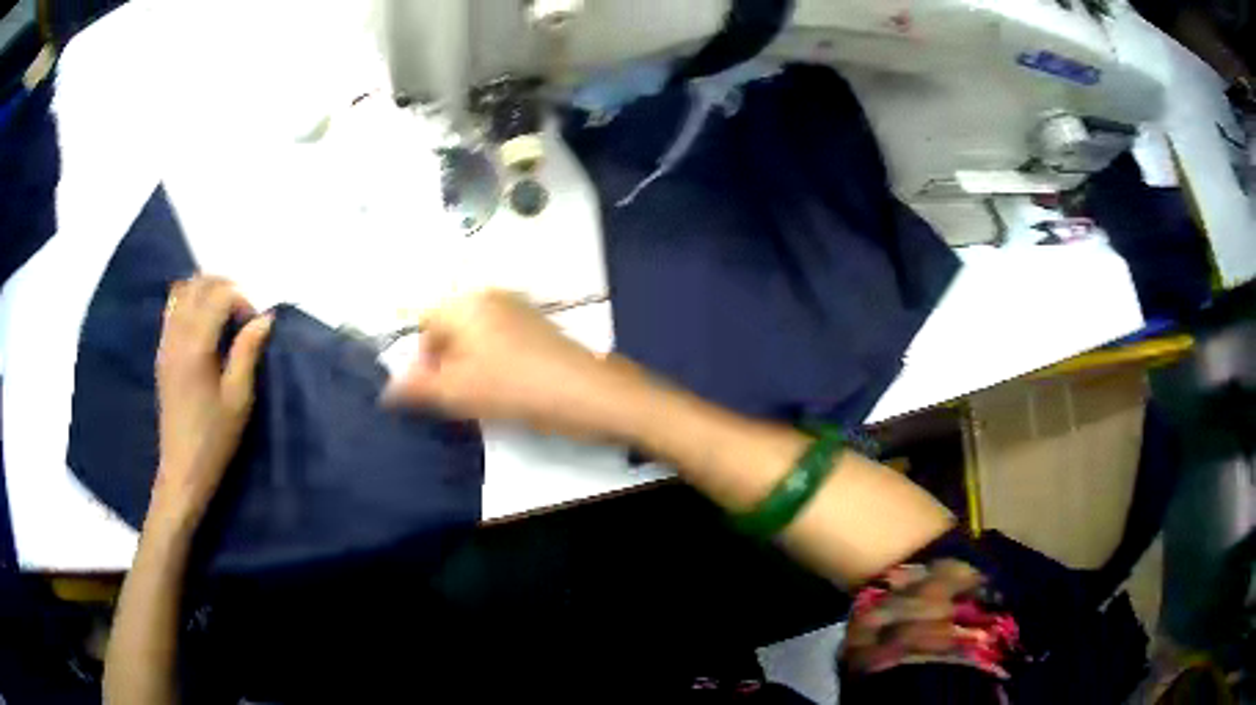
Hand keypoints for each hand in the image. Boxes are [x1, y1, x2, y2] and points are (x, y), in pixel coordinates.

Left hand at [153, 277, 271, 527]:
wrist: (183, 469)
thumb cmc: (215, 438)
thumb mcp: (239, 399)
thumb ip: (248, 352)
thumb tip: (265, 318)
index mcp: (196, 346)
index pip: (219, 295)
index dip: (242, 301)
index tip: (254, 325)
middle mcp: (176, 336)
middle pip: (198, 285)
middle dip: (224, 288)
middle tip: (242, 314)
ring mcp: (165, 343)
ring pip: (182, 291)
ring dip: (205, 292)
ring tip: (223, 314)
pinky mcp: (161, 353)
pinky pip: (172, 309)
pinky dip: (190, 303)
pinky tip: (203, 325)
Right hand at [383, 291, 634, 438]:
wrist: (589, 393)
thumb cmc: (517, 388)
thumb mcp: (459, 392)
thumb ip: (418, 389)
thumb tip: (387, 391)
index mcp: (466, 303)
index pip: (424, 323)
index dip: (420, 359)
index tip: (431, 392)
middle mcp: (489, 297)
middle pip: (449, 328)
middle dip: (444, 363)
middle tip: (455, 397)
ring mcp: (518, 309)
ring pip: (474, 337)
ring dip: (468, 366)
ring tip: (480, 397)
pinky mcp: (539, 327)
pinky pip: (499, 341)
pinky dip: (492, 363)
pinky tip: (506, 389)